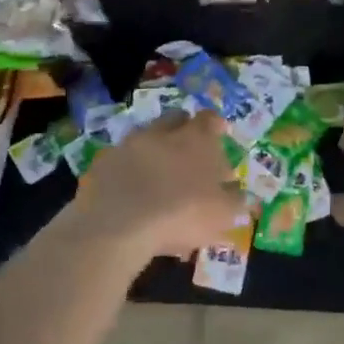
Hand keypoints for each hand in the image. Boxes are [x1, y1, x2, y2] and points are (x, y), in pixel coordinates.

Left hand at [67, 111, 243, 264]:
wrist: (119, 224)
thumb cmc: (182, 214)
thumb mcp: (222, 214)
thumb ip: (235, 200)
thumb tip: (238, 192)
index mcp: (196, 139)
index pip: (210, 119)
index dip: (215, 126)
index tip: (219, 135)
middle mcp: (162, 132)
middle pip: (176, 120)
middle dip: (183, 132)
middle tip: (188, 154)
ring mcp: (129, 144)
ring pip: (147, 138)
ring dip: (155, 150)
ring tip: (159, 177)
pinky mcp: (104, 162)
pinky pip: (122, 160)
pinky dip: (130, 170)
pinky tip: (132, 192)